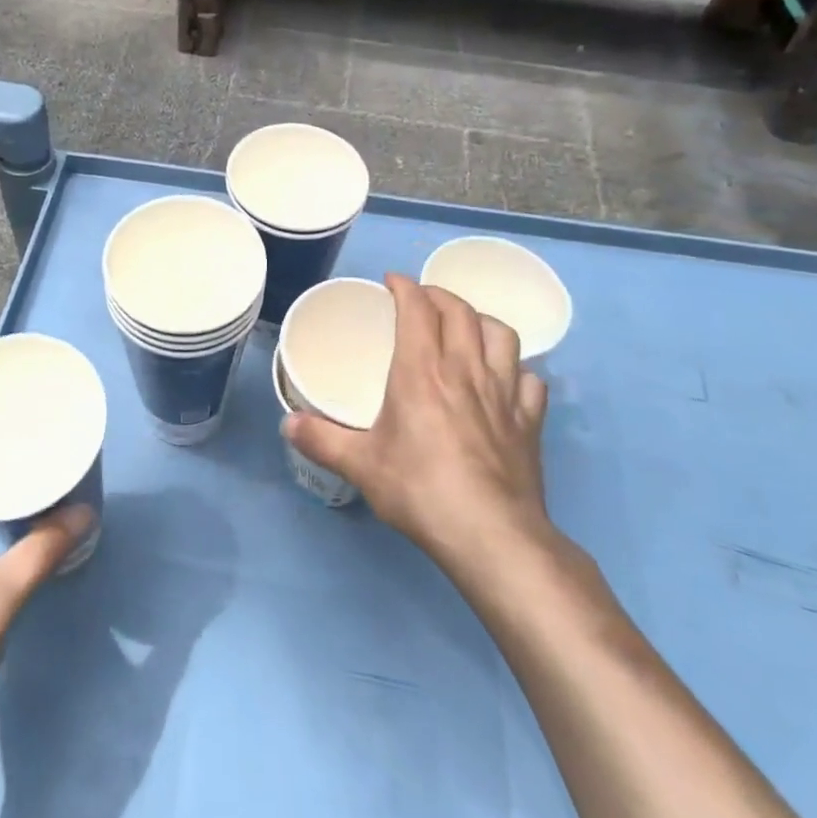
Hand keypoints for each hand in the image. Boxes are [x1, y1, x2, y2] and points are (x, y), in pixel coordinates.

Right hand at [282, 273, 553, 568]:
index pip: (417, 308)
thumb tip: (286, 424)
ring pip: (501, 335)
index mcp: (422, 370)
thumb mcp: (361, 466)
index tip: (392, 282)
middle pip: (460, 311)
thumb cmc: (420, 490)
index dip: (405, 287)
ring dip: (481, 321)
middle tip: (421, 300)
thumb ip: (321, 440)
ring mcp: (504, 394)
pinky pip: (530, 380)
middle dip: (438, 295)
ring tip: (466, 327)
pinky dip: (517, 370)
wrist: (491, 535)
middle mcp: (465, 370)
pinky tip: (507, 380)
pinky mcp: (529, 422)